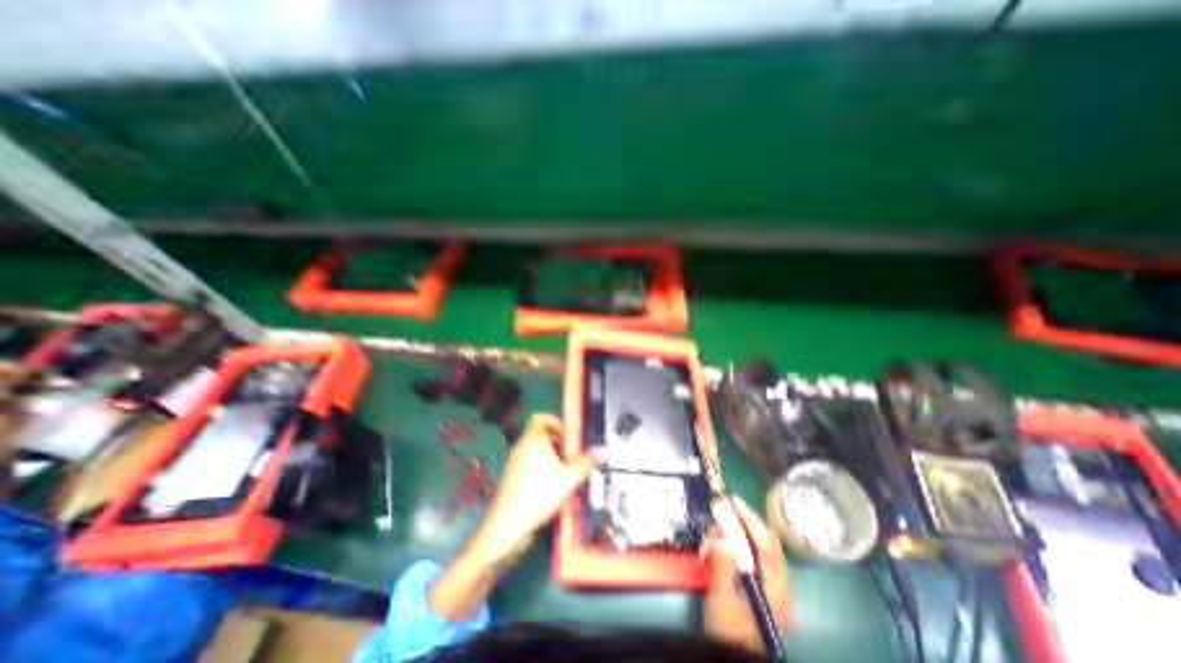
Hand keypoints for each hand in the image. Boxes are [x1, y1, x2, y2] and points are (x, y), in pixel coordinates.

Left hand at [465, 411, 599, 567]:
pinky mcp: (513, 477)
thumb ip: (586, 463)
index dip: (555, 422)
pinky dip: (542, 469)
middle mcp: (521, 447)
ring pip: (536, 450)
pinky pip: (530, 464)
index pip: (540, 418)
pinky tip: (553, 486)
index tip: (567, 434)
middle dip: (558, 442)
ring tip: (564, 472)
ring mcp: (515, 462)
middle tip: (570, 454)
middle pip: (540, 434)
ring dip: (552, 457)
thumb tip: (597, 453)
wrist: (509, 524)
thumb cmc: (537, 495)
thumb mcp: (569, 478)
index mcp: (533, 439)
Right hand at [703, 498, 788, 650]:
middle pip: (764, 541)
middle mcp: (776, 581)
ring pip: (753, 545)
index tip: (733, 501)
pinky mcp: (756, 580)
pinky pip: (746, 553)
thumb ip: (723, 568)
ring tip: (709, 540)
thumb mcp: (722, 600)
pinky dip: (730, 545)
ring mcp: (767, 581)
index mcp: (775, 589)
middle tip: (720, 511)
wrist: (731, 655)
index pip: (767, 546)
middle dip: (741, 523)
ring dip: (731, 535)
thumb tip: (721, 537)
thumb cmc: (729, 631)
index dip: (751, 520)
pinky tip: (712, 548)